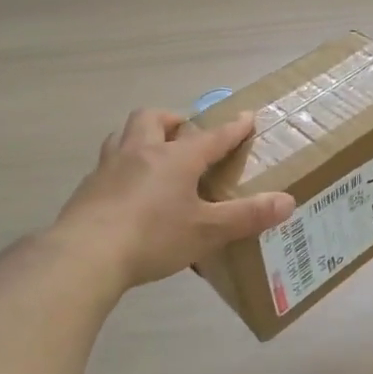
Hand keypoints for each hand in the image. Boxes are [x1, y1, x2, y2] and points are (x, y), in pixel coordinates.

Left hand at [56, 109, 295, 287]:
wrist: (84, 256)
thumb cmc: (153, 237)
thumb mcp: (207, 231)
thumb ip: (247, 216)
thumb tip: (288, 201)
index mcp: (176, 159)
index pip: (212, 137)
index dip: (233, 128)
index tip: (247, 117)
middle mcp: (141, 152)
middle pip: (154, 119)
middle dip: (174, 121)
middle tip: (186, 135)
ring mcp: (109, 168)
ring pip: (124, 135)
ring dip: (141, 136)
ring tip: (153, 155)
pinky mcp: (87, 189)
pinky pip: (107, 165)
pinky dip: (122, 167)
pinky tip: (126, 191)